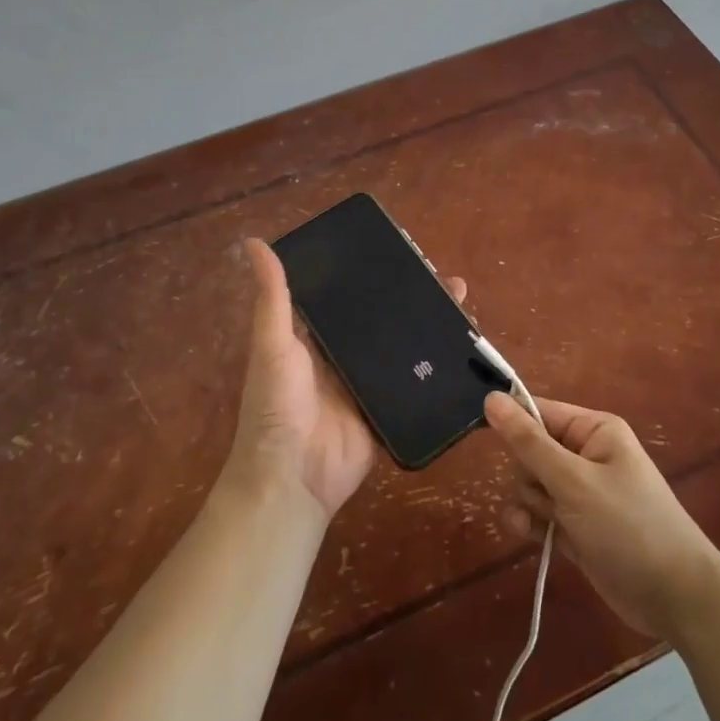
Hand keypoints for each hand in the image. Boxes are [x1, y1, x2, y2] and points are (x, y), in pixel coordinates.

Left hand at [225, 238, 464, 522]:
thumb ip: (273, 298)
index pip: (347, 294)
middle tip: (444, 276)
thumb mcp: (272, 345)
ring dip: (430, 325)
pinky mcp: (390, 408)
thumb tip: (254, 241)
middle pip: (383, 318)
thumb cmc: (276, 406)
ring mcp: (370, 382)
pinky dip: (437, 366)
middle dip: (411, 297)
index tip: (401, 249)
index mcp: (316, 335)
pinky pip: (416, 382)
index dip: (371, 272)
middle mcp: (345, 354)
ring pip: (404, 346)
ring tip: (462, 301)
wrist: (294, 479)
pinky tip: (465, 347)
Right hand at [485, 392, 719, 639]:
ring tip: (547, 524)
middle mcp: (586, 454)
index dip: (512, 424)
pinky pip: (539, 513)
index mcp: (593, 430)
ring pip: (530, 484)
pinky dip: (532, 523)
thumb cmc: (628, 525)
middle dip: (528, 476)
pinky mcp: (575, 525)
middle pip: (530, 450)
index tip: (482, 435)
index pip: (538, 411)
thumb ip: (529, 441)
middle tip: (547, 495)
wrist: (674, 597)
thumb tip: (491, 397)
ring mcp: (580, 492)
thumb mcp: (574, 480)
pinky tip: (531, 537)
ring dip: (529, 504)